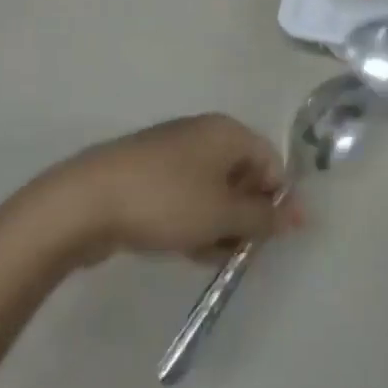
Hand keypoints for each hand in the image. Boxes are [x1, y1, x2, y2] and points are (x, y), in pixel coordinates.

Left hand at [25, 114, 301, 265]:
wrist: (86, 202)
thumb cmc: (167, 201)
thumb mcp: (223, 214)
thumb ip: (264, 217)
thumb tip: (301, 215)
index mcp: (227, 131)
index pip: (271, 161)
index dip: (276, 200)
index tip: (269, 239)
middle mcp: (203, 134)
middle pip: (242, 175)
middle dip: (244, 216)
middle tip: (237, 252)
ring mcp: (172, 153)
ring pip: (212, 191)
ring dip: (218, 225)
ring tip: (206, 256)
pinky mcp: (148, 174)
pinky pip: (185, 196)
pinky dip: (192, 221)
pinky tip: (183, 249)